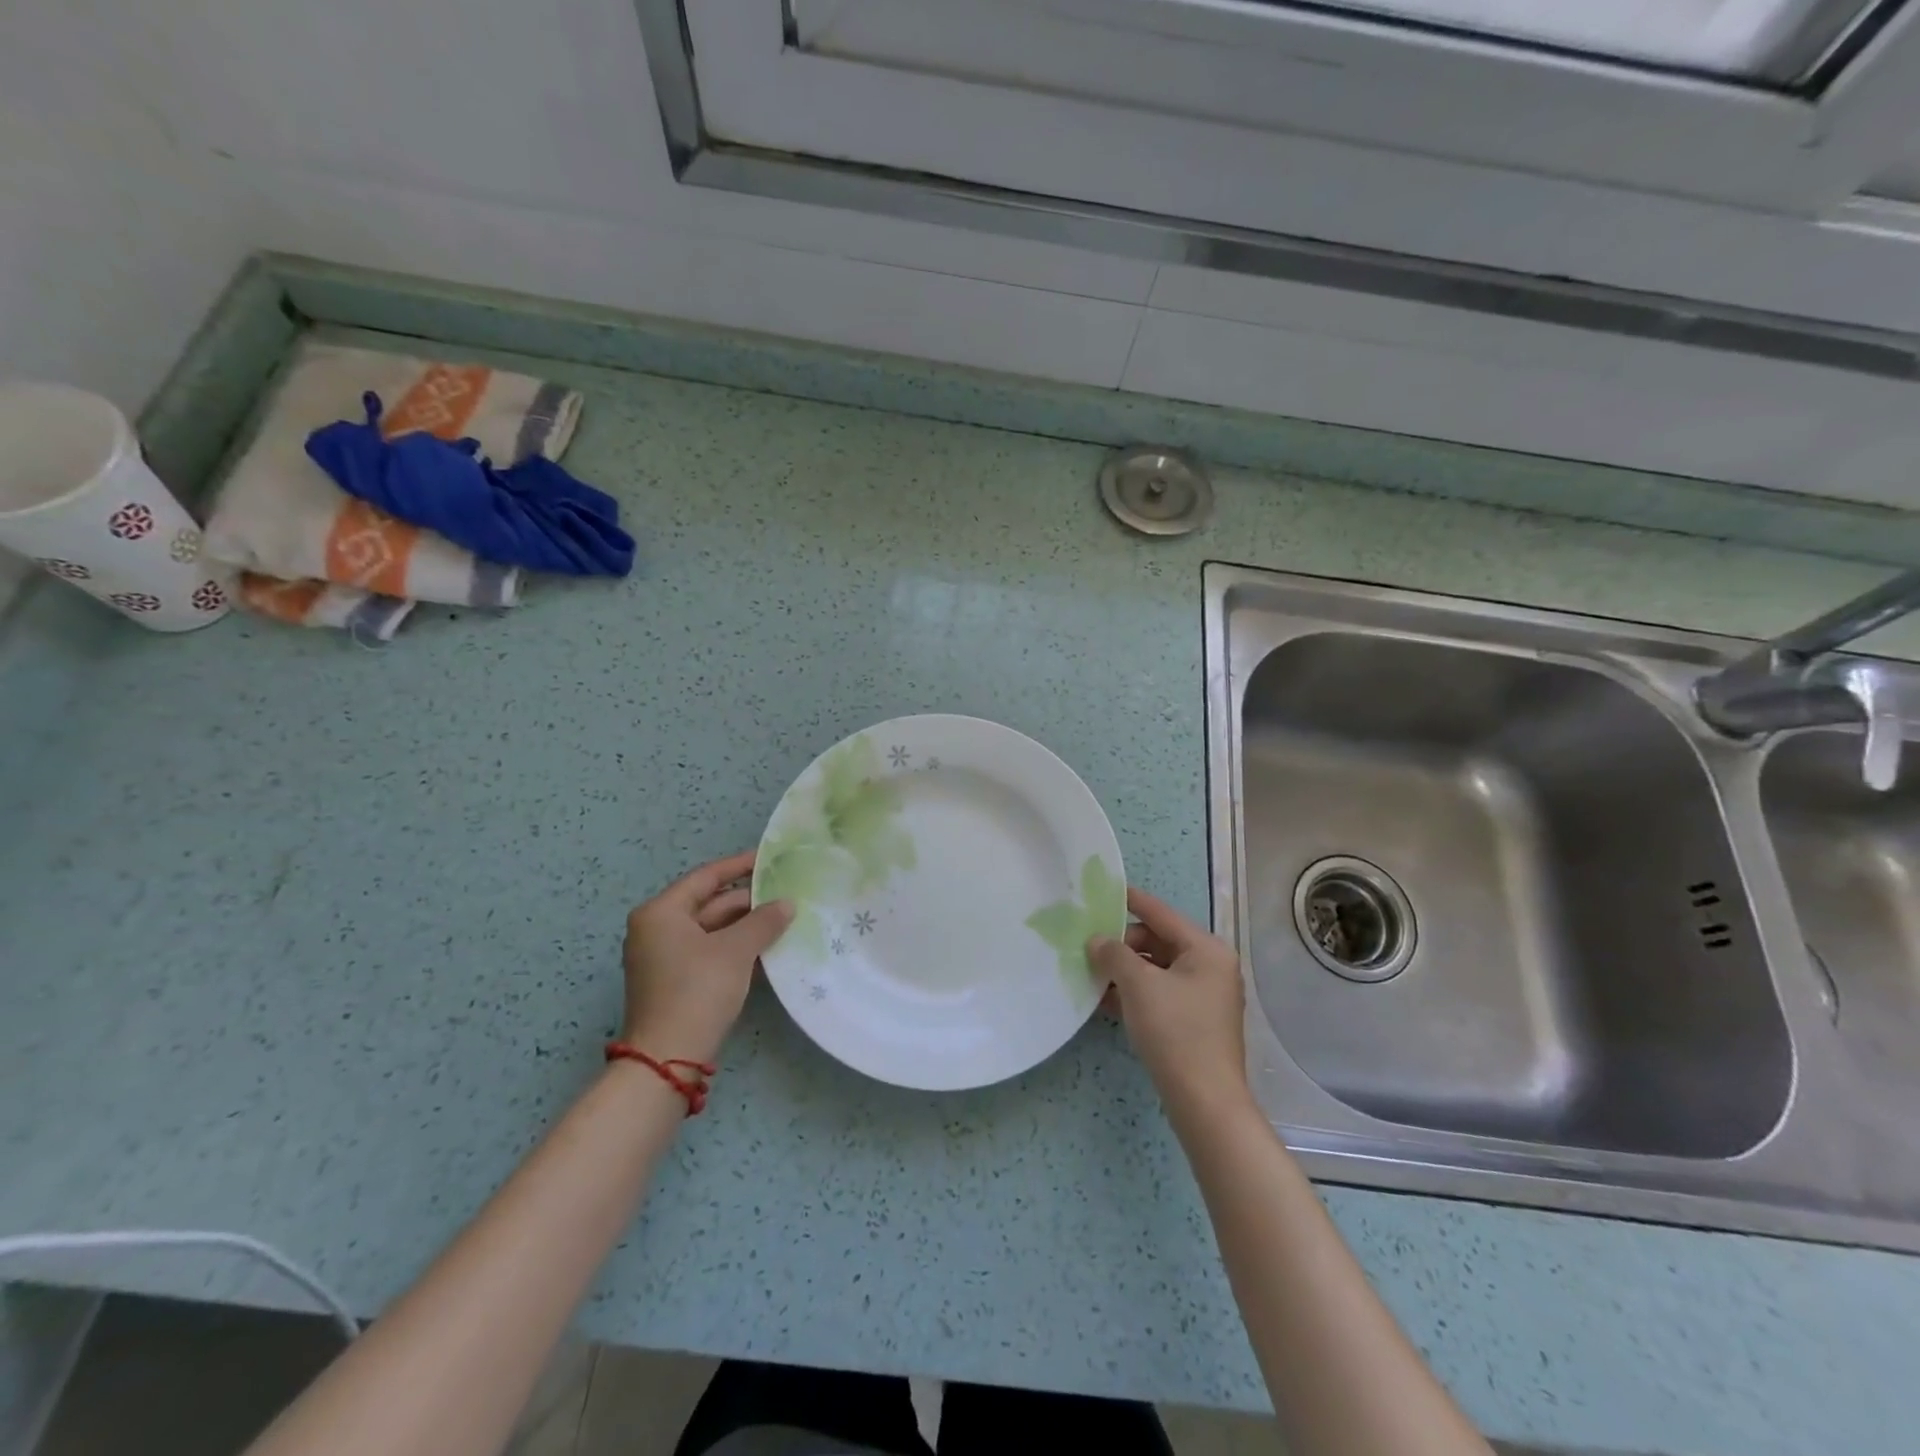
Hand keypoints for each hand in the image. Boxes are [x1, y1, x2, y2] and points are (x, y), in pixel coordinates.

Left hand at [620, 851, 792, 1062]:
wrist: (668, 1058)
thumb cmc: (698, 990)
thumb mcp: (736, 950)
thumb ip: (763, 921)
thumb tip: (787, 903)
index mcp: (661, 912)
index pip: (706, 877)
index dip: (740, 866)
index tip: (770, 859)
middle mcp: (656, 929)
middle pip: (709, 904)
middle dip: (748, 902)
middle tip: (786, 894)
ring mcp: (663, 957)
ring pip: (711, 930)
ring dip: (745, 926)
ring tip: (783, 919)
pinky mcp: (673, 981)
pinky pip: (708, 951)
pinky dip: (734, 947)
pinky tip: (765, 948)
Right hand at [1088, 888, 1251, 1116]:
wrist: (1204, 1102)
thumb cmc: (1175, 1032)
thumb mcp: (1138, 985)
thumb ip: (1114, 954)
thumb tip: (1097, 940)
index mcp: (1207, 950)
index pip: (1161, 914)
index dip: (1131, 900)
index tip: (1103, 890)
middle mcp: (1211, 967)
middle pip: (1159, 941)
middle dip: (1123, 944)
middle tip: (1089, 949)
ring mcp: (1205, 996)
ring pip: (1156, 969)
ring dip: (1125, 970)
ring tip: (1091, 973)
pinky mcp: (1195, 1022)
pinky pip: (1160, 993)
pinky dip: (1135, 992)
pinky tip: (1105, 999)